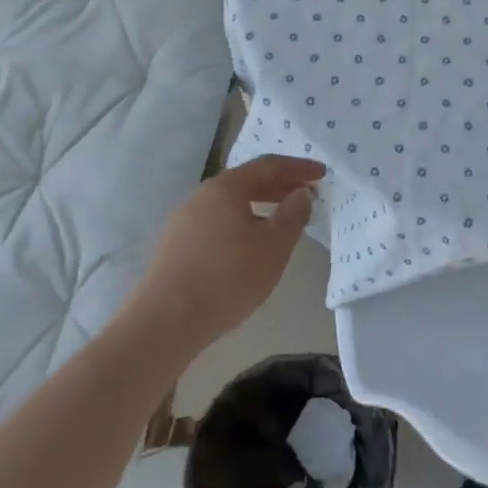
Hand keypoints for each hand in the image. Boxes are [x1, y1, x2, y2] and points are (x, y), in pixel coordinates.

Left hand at [127, 154, 324, 355]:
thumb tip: (301, 193)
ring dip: (261, 206)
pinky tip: (251, 246)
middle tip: (306, 196)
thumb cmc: (228, 277)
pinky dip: (242, 223)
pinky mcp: (175, 247)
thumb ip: (293, 214)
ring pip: (230, 204)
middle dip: (280, 186)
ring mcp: (184, 221)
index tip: (322, 174)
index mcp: (225, 187)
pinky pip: (217, 223)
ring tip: (282, 222)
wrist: (165, 322)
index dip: (298, 167)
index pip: (268, 165)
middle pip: (247, 181)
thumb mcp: (274, 246)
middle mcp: (201, 196)